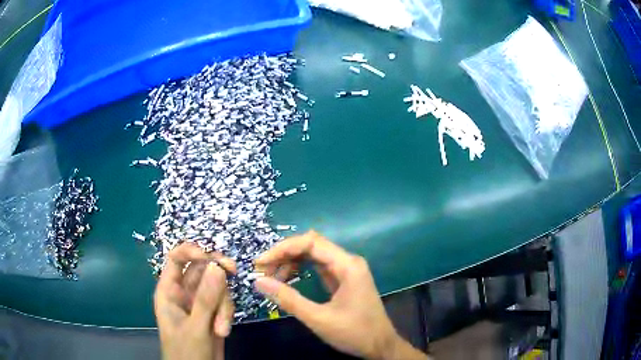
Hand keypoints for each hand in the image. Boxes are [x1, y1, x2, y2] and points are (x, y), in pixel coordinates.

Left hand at [154, 243, 236, 359]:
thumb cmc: (186, 351)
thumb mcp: (195, 327)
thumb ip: (205, 299)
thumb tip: (217, 266)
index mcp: (169, 291)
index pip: (176, 259)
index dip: (191, 251)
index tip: (210, 256)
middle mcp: (184, 293)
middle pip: (201, 269)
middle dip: (217, 273)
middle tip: (232, 271)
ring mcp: (200, 303)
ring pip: (216, 287)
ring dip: (223, 305)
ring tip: (221, 328)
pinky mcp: (213, 314)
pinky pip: (223, 303)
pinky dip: (226, 315)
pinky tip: (223, 331)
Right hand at [254, 231, 428, 359]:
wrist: (381, 345)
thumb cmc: (354, 333)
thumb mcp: (318, 319)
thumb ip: (288, 299)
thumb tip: (259, 282)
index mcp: (347, 266)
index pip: (310, 242)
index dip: (282, 249)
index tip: (260, 264)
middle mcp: (348, 261)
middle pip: (311, 245)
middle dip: (284, 254)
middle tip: (263, 271)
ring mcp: (347, 270)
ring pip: (314, 255)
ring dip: (291, 262)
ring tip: (272, 278)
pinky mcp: (344, 279)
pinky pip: (319, 267)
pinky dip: (301, 270)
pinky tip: (288, 280)